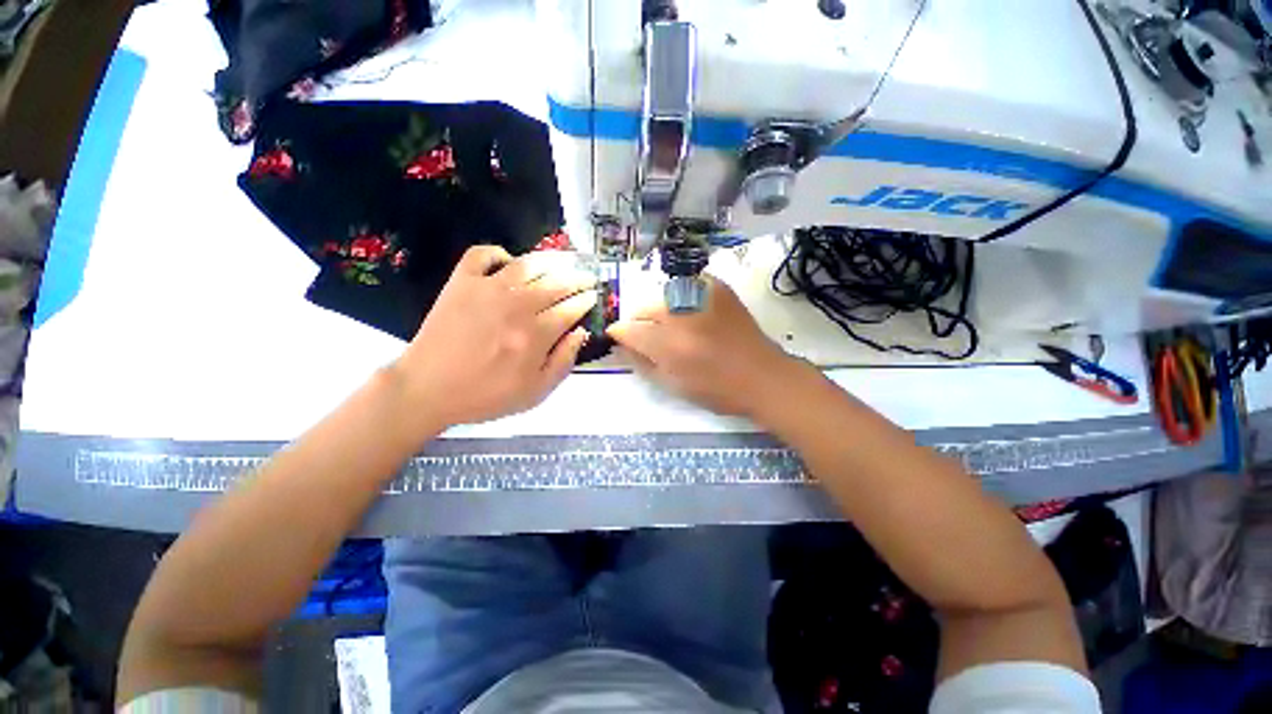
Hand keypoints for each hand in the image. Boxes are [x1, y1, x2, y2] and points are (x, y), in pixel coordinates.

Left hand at [392, 245, 597, 428]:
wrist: (427, 389)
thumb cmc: (486, 396)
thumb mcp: (535, 392)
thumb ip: (563, 362)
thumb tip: (580, 331)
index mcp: (535, 335)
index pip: (570, 309)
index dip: (586, 301)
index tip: (594, 296)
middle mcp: (516, 306)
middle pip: (556, 283)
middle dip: (578, 278)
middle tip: (587, 277)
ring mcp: (486, 289)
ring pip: (528, 264)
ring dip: (550, 260)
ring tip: (562, 262)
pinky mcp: (460, 282)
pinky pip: (482, 254)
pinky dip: (498, 252)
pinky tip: (508, 262)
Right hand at [607, 276, 804, 418]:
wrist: (762, 375)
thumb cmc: (717, 390)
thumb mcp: (672, 386)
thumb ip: (641, 363)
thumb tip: (621, 344)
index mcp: (669, 346)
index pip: (629, 330)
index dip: (620, 334)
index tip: (620, 337)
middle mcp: (682, 316)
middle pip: (644, 308)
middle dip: (640, 322)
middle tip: (653, 337)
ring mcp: (701, 297)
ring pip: (663, 297)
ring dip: (661, 311)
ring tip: (676, 326)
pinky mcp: (717, 288)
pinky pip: (686, 286)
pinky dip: (682, 299)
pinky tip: (692, 314)